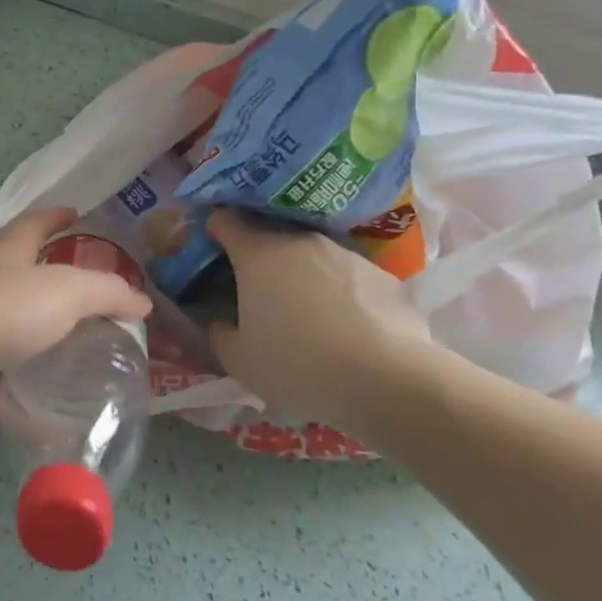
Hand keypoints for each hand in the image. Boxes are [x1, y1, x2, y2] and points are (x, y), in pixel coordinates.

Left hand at [0, 207, 151, 413]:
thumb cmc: (5, 308)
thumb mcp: (67, 291)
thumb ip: (107, 293)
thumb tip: (141, 303)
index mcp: (8, 260)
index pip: (32, 226)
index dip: (53, 218)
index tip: (73, 213)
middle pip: (20, 283)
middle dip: (50, 289)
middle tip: (90, 307)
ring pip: (11, 340)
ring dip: (39, 350)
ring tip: (77, 366)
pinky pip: (1, 393)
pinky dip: (24, 407)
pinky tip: (52, 425)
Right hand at [205, 210, 437, 431]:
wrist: (388, 380)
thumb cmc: (297, 364)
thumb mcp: (239, 359)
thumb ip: (219, 333)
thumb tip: (220, 321)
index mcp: (258, 253)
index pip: (226, 220)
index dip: (215, 230)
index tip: (213, 249)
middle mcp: (300, 241)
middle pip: (271, 237)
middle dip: (260, 258)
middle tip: (258, 293)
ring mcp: (346, 254)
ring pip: (313, 257)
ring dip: (303, 276)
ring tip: (308, 315)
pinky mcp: (384, 276)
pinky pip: (350, 278)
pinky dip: (342, 294)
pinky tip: (349, 329)